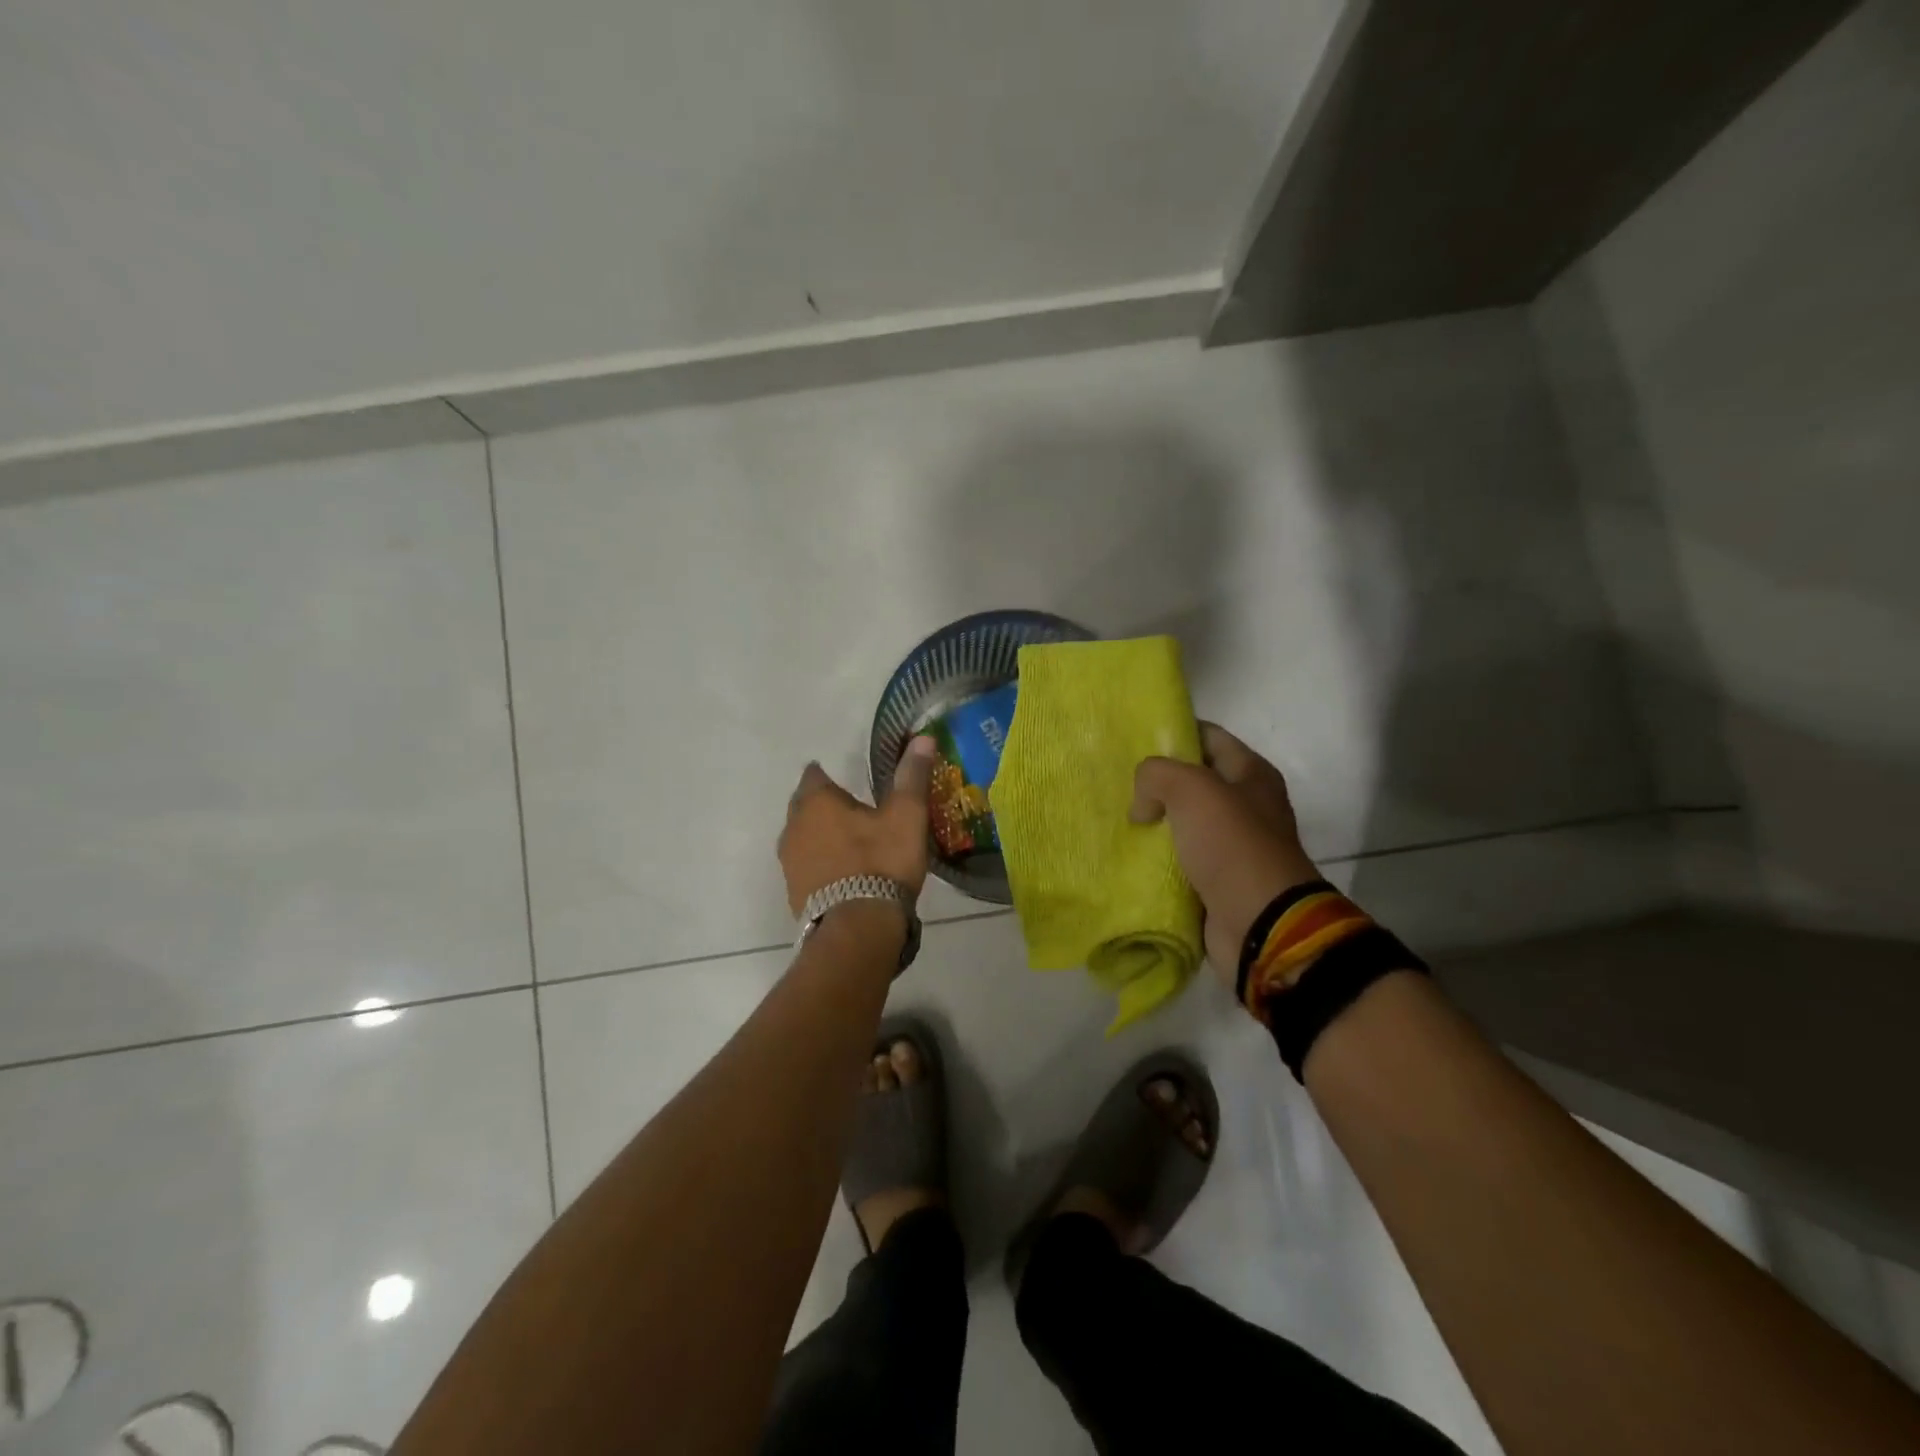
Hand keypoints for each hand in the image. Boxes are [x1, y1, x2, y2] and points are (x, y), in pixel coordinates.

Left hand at [779, 737, 937, 915]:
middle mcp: (794, 826)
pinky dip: (821, 863)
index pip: (815, 774)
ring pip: (803, 837)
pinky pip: (807, 865)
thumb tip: (922, 737)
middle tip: (854, 809)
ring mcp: (790, 862)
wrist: (858, 928)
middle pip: (805, 806)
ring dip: (821, 835)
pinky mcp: (793, 891)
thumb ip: (911, 776)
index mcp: (816, 801)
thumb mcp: (906, 815)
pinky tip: (844, 872)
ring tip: (851, 841)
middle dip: (824, 805)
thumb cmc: (881, 862)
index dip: (830, 773)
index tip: (850, 779)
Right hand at [1130, 722, 1321, 982]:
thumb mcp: (1191, 789)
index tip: (1134, 739)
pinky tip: (1128, 854)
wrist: (1260, 923)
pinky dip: (1157, 858)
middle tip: (1118, 783)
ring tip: (1116, 818)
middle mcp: (1246, 805)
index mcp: (1251, 774)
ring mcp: (1233, 845)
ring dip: (1154, 823)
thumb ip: (1157, 775)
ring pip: (1183, 822)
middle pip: (1193, 781)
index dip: (1174, 733)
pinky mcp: (1217, 879)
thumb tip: (1143, 806)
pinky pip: (1180, 859)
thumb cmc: (1232, 845)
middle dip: (1157, 782)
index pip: (1208, 736)